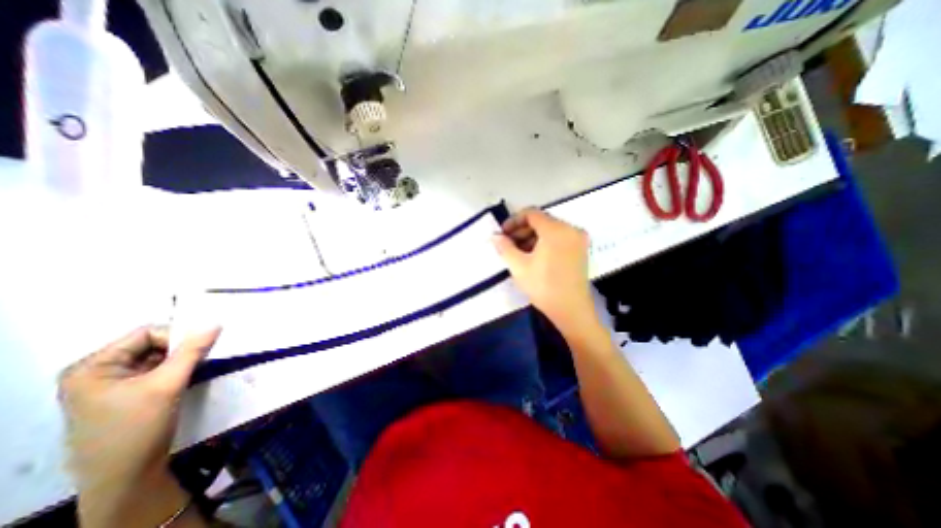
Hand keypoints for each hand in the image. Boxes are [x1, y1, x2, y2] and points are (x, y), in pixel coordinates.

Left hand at [59, 324, 221, 492]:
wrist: (127, 474)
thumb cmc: (139, 426)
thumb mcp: (168, 384)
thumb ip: (192, 350)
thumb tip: (215, 324)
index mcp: (92, 367)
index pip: (145, 334)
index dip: (176, 337)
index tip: (200, 349)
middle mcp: (97, 371)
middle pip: (151, 344)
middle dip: (180, 349)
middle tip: (202, 359)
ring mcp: (111, 384)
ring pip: (157, 357)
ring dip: (181, 360)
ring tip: (197, 368)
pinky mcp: (127, 394)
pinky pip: (157, 370)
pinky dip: (177, 370)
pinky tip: (187, 378)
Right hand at [494, 208, 594, 327]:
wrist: (571, 310)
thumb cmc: (544, 286)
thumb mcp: (519, 266)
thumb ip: (504, 247)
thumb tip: (494, 236)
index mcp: (556, 229)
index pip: (531, 213)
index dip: (513, 221)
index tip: (502, 234)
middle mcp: (570, 229)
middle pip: (541, 220)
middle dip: (521, 230)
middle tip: (508, 244)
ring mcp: (578, 239)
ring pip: (550, 230)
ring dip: (532, 237)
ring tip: (518, 252)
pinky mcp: (580, 249)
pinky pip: (558, 238)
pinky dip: (544, 242)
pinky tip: (533, 256)